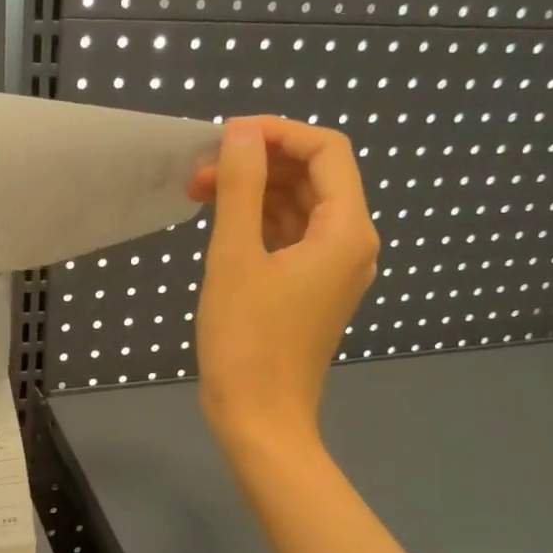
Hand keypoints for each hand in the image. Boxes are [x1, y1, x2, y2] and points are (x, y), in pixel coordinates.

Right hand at [189, 117, 378, 455]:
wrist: (260, 419)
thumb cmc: (246, 341)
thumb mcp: (235, 257)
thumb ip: (240, 187)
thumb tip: (241, 132)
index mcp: (346, 230)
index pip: (325, 151)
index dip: (278, 133)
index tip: (227, 136)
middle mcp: (351, 243)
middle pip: (315, 176)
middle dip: (261, 163)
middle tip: (202, 169)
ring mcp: (334, 269)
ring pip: (300, 207)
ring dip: (256, 192)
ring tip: (201, 192)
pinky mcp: (313, 289)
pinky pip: (293, 238)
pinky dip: (260, 222)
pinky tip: (223, 222)